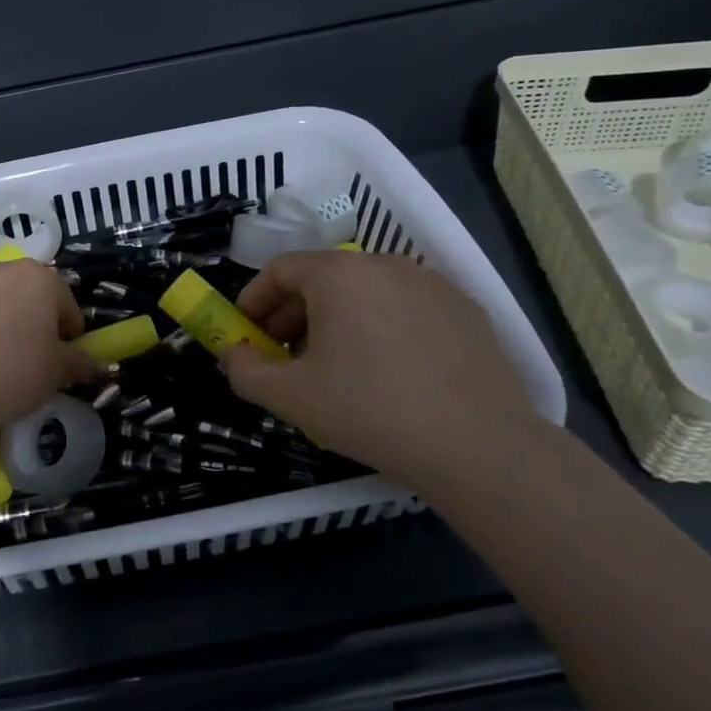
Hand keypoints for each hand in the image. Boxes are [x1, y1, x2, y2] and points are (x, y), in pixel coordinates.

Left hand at [0, 259, 97, 440]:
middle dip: (25, 321)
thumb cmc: (11, 371)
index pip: (63, 300)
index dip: (68, 330)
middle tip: (25, 359)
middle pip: (19, 295)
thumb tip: (93, 364)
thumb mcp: (56, 373)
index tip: (65, 356)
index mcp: (35, 278)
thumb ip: (78, 362)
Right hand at [221, 251, 536, 489]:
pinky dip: (382, 327)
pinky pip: (405, 308)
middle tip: (285, 355)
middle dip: (294, 314)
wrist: (477, 446)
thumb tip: (233, 355)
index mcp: (339, 274)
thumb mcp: (290, 397)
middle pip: (323, 278)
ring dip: (337, 320)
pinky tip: (389, 372)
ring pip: (366, 292)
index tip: (247, 333)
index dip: (254, 299)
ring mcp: (431, 284)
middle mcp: (384, 264)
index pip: (280, 269)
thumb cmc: (369, 410)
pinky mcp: (465, 309)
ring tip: (336, 367)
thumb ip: (245, 371)